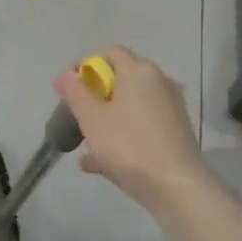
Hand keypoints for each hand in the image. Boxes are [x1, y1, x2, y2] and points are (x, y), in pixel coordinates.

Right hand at [53, 46, 209, 212]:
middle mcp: (160, 82)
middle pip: (122, 80)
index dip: (89, 68)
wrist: (176, 187)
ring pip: (132, 106)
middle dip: (97, 97)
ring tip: (87, 144)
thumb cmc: (129, 146)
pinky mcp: (176, 133)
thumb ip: (75, 93)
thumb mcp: (92, 119)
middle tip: (79, 119)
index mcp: (139, 71)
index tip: (73, 92)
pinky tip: (101, 162)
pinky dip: (124, 135)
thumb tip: (65, 75)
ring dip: (109, 119)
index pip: (111, 54)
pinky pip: (143, 126)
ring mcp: (171, 108)